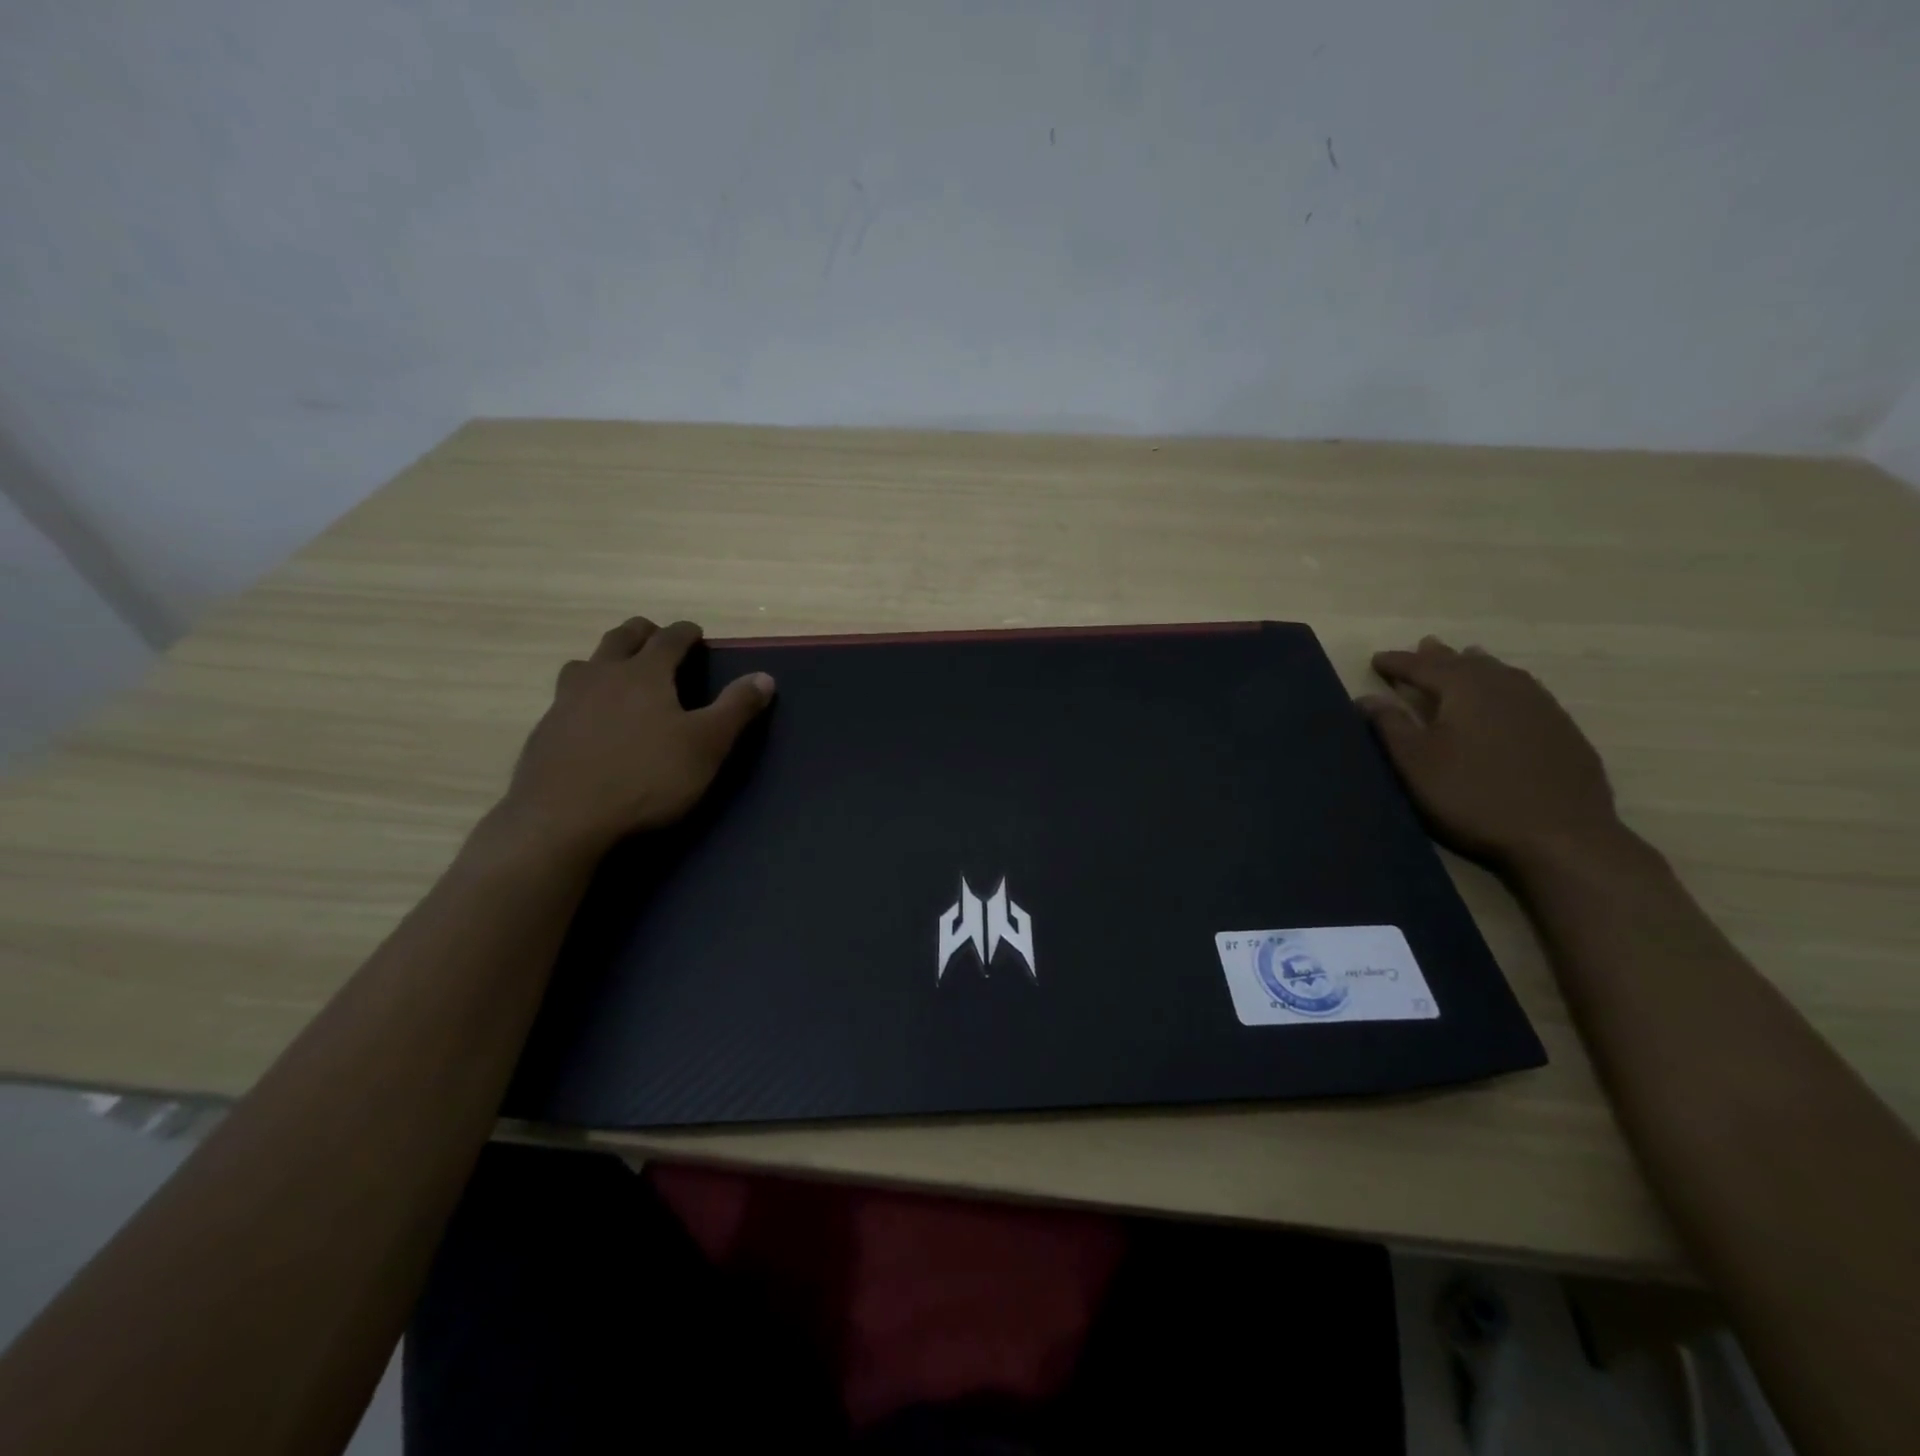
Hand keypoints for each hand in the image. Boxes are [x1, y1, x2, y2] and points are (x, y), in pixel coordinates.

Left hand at [495, 617, 774, 856]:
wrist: (563, 819)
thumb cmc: (647, 777)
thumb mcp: (707, 745)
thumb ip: (736, 708)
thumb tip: (764, 677)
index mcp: (645, 673)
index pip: (669, 638)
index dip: (686, 632)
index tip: (696, 633)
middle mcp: (602, 676)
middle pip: (622, 638)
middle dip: (643, 633)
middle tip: (658, 640)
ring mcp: (566, 701)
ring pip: (586, 664)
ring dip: (607, 660)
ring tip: (619, 674)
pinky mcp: (545, 731)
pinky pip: (566, 698)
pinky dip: (584, 695)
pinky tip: (590, 720)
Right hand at [1358, 637, 1621, 868]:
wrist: (1560, 835)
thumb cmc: (1473, 795)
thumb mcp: (1416, 763)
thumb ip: (1390, 726)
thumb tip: (1366, 698)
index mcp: (1466, 689)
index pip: (1424, 667)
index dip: (1398, 663)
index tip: (1376, 659)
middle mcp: (1505, 687)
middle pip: (1467, 664)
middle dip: (1440, 657)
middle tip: (1423, 647)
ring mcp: (1541, 707)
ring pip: (1501, 674)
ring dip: (1477, 666)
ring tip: (1467, 658)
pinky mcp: (1562, 731)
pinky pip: (1525, 693)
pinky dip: (1505, 687)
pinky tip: (1507, 699)